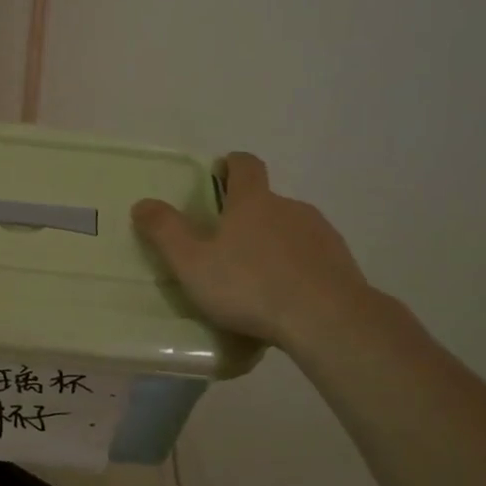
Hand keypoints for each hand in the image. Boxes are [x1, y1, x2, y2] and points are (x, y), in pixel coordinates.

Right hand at [132, 152, 377, 359]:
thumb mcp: (192, 263)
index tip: (220, 173)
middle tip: (227, 247)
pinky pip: (312, 258)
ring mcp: (320, 234)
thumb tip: (142, 203)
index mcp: (253, 202)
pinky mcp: (342, 263)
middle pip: (267, 201)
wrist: (326, 319)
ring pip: (291, 230)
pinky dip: (298, 269)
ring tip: (257, 279)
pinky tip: (287, 298)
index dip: (231, 165)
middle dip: (248, 216)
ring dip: (274, 244)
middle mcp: (290, 208)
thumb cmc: (250, 286)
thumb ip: (165, 231)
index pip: (245, 165)